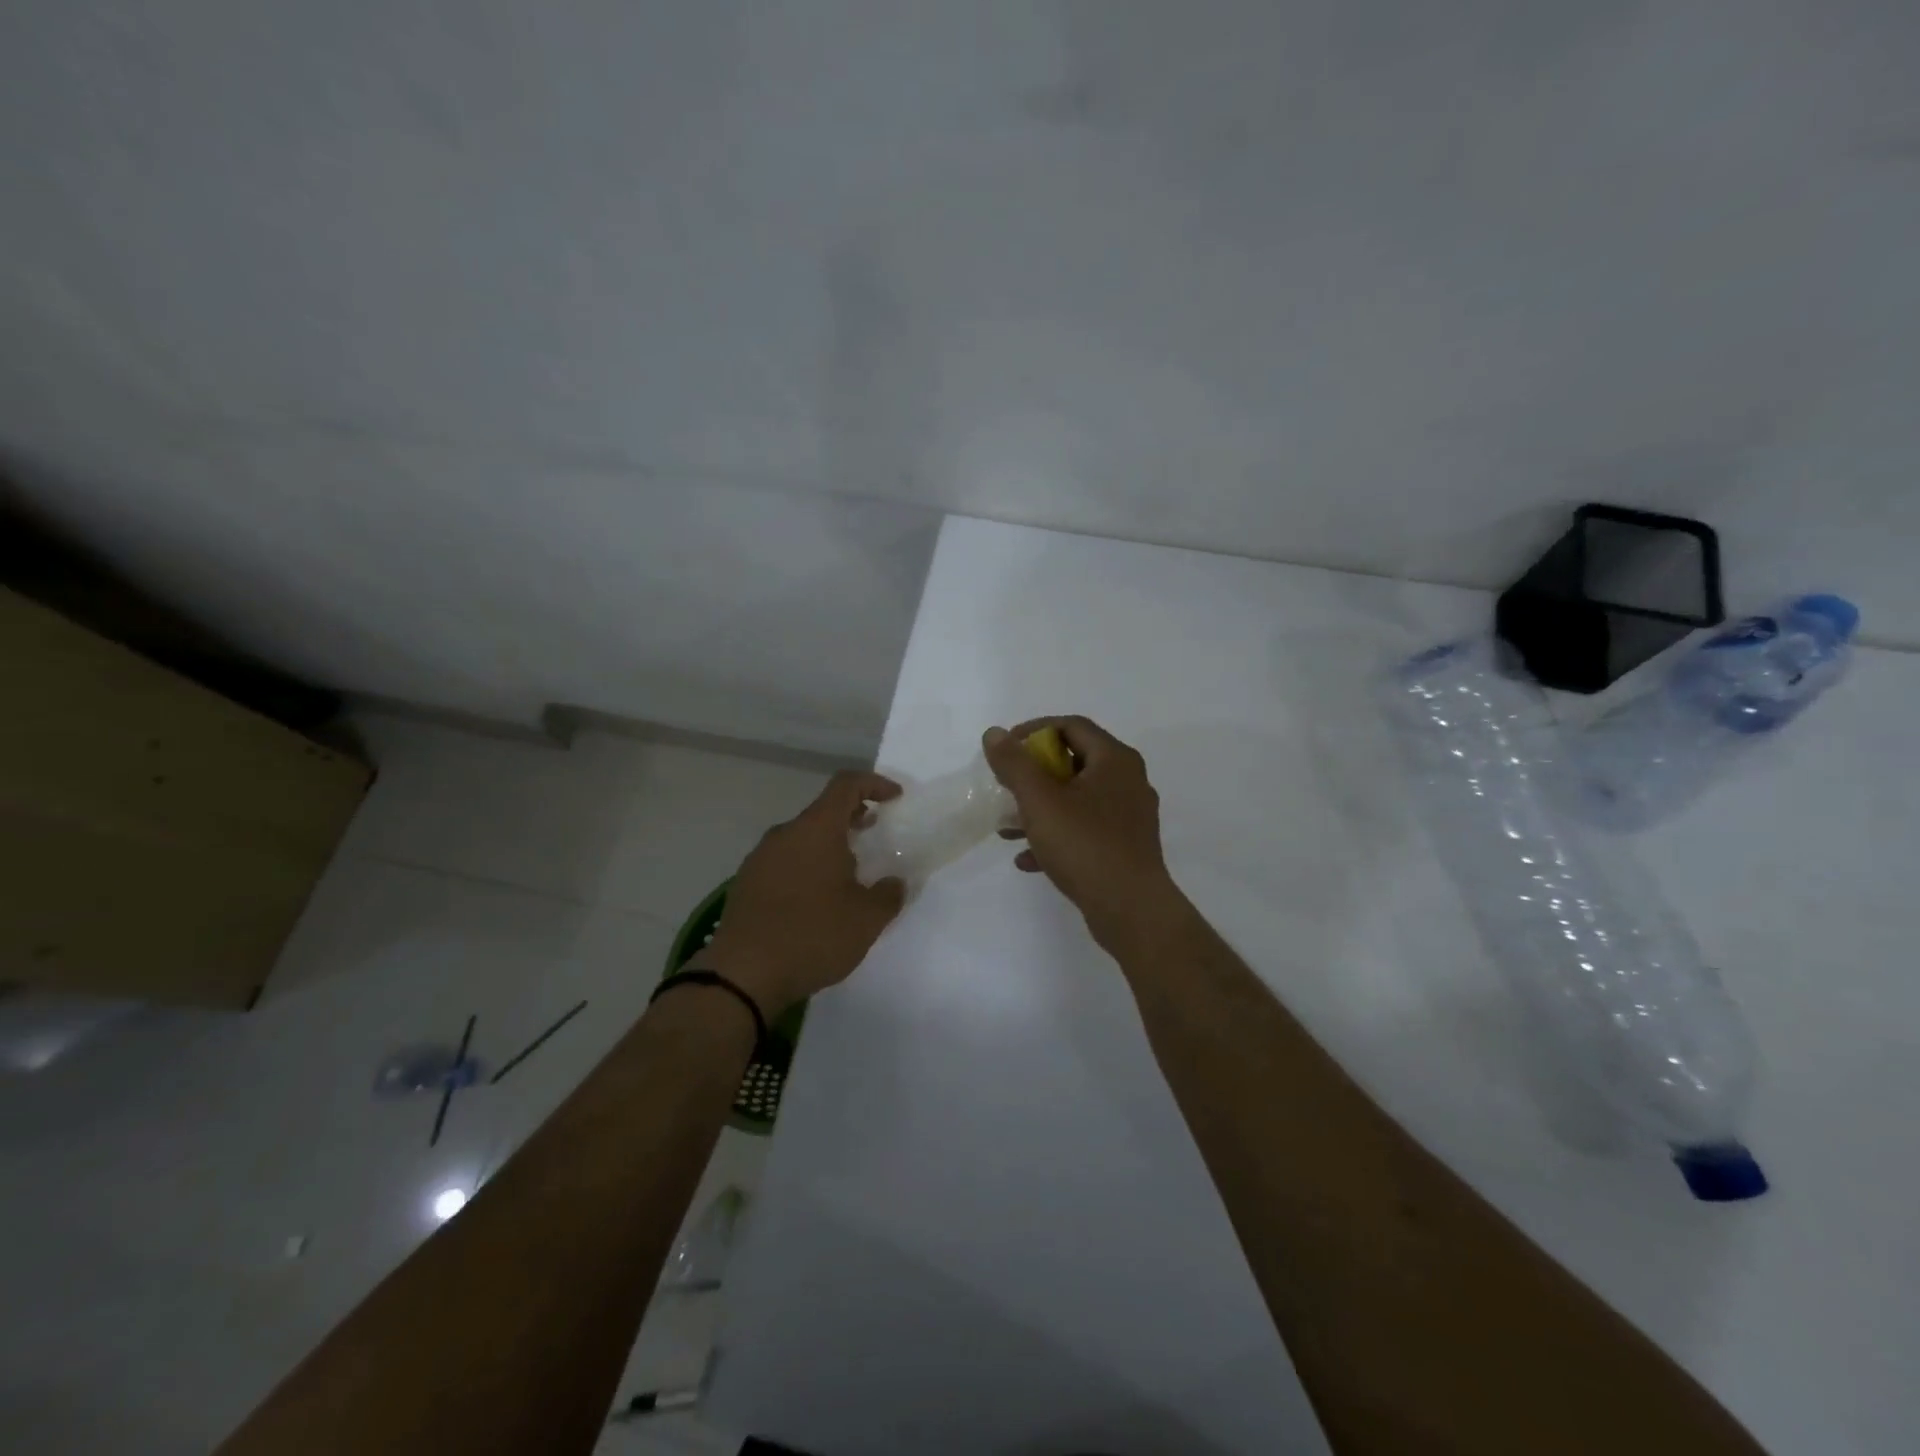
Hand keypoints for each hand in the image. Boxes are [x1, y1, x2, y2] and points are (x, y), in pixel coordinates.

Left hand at [698, 772, 905, 1017]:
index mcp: (816, 829)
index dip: (874, 784)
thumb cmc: (812, 935)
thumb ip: (888, 895)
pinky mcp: (746, 884)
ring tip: (849, 874)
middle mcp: (785, 834)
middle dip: (853, 817)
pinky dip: (806, 867)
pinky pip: (784, 862)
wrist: (742, 974)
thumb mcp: (866, 919)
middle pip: (823, 811)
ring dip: (828, 846)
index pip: (846, 785)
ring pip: (802, 838)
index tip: (895, 798)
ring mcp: (760, 858)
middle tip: (875, 835)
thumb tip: (895, 883)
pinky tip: (816, 900)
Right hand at [983, 717, 1187, 953]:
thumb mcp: (1040, 800)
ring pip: (1077, 800)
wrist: (1131, 910)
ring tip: (1007, 827)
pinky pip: (1085, 830)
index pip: (1071, 725)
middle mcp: (1128, 781)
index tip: (1005, 749)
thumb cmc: (1085, 845)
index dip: (1033, 731)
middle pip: (1074, 762)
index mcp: (1115, 760)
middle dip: (1033, 774)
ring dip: (1040, 809)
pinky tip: (1027, 859)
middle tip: (1005, 786)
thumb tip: (994, 733)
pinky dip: (1056, 836)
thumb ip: (1014, 764)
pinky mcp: (1125, 847)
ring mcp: (1129, 816)